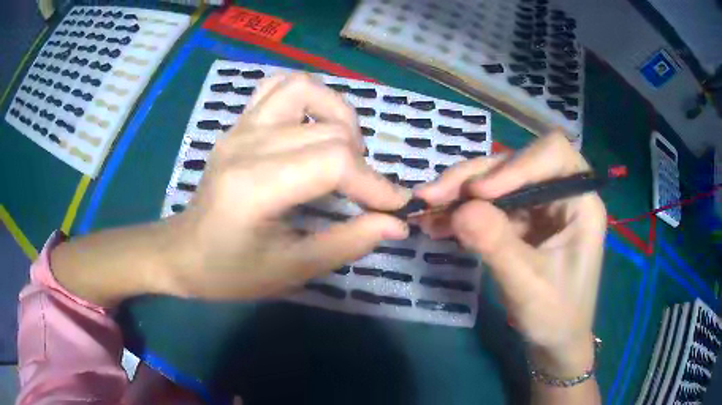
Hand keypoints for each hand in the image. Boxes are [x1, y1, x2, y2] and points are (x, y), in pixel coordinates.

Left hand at [52, 74, 409, 305]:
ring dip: (339, 117)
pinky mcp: (239, 123)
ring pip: (306, 89)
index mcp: (254, 187)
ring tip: (344, 151)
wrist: (182, 252)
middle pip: (329, 131)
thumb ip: (349, 242)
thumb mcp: (292, 269)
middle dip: (363, 164)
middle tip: (365, 194)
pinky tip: (314, 126)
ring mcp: (240, 127)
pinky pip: (279, 86)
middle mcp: (246, 145)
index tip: (396, 207)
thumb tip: (397, 223)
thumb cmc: (230, 271)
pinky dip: (308, 97)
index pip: (333, 163)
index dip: (375, 184)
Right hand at [415, 133, 605, 377]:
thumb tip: (458, 209)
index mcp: (581, 202)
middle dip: (473, 178)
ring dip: (460, 194)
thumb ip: (497, 245)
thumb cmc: (556, 316)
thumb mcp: (528, 285)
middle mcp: (561, 193)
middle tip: (432, 195)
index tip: (478, 193)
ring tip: (427, 210)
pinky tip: (437, 224)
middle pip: (516, 164)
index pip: (553, 156)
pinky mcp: (521, 221)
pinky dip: (461, 212)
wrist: (554, 341)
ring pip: (497, 181)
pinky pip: (488, 205)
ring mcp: (539, 206)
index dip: (516, 165)